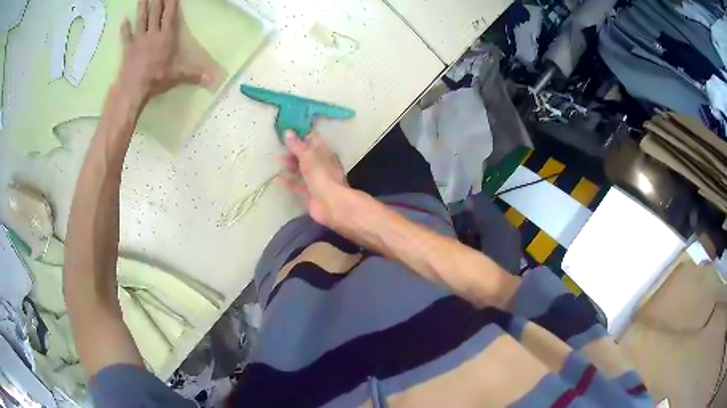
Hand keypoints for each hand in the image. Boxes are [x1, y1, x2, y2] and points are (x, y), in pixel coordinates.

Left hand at [117, 0, 210, 100]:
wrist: (132, 89)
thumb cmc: (155, 80)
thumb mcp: (176, 76)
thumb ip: (193, 74)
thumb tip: (213, 80)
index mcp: (165, 37)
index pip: (169, 14)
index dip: (170, 2)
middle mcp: (152, 34)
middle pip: (154, 12)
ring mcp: (138, 40)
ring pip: (141, 19)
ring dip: (141, 7)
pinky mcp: (127, 49)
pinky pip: (126, 36)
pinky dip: (124, 28)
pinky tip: (123, 20)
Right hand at [278, 131, 347, 225]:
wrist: (331, 204)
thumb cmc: (322, 175)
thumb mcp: (308, 156)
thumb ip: (297, 145)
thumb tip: (287, 131)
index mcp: (326, 154)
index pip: (313, 142)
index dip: (301, 138)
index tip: (287, 135)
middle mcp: (322, 166)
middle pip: (306, 156)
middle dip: (293, 153)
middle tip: (280, 149)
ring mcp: (316, 181)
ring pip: (302, 171)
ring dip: (290, 166)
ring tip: (278, 162)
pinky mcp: (310, 194)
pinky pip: (297, 185)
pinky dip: (288, 181)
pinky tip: (276, 179)